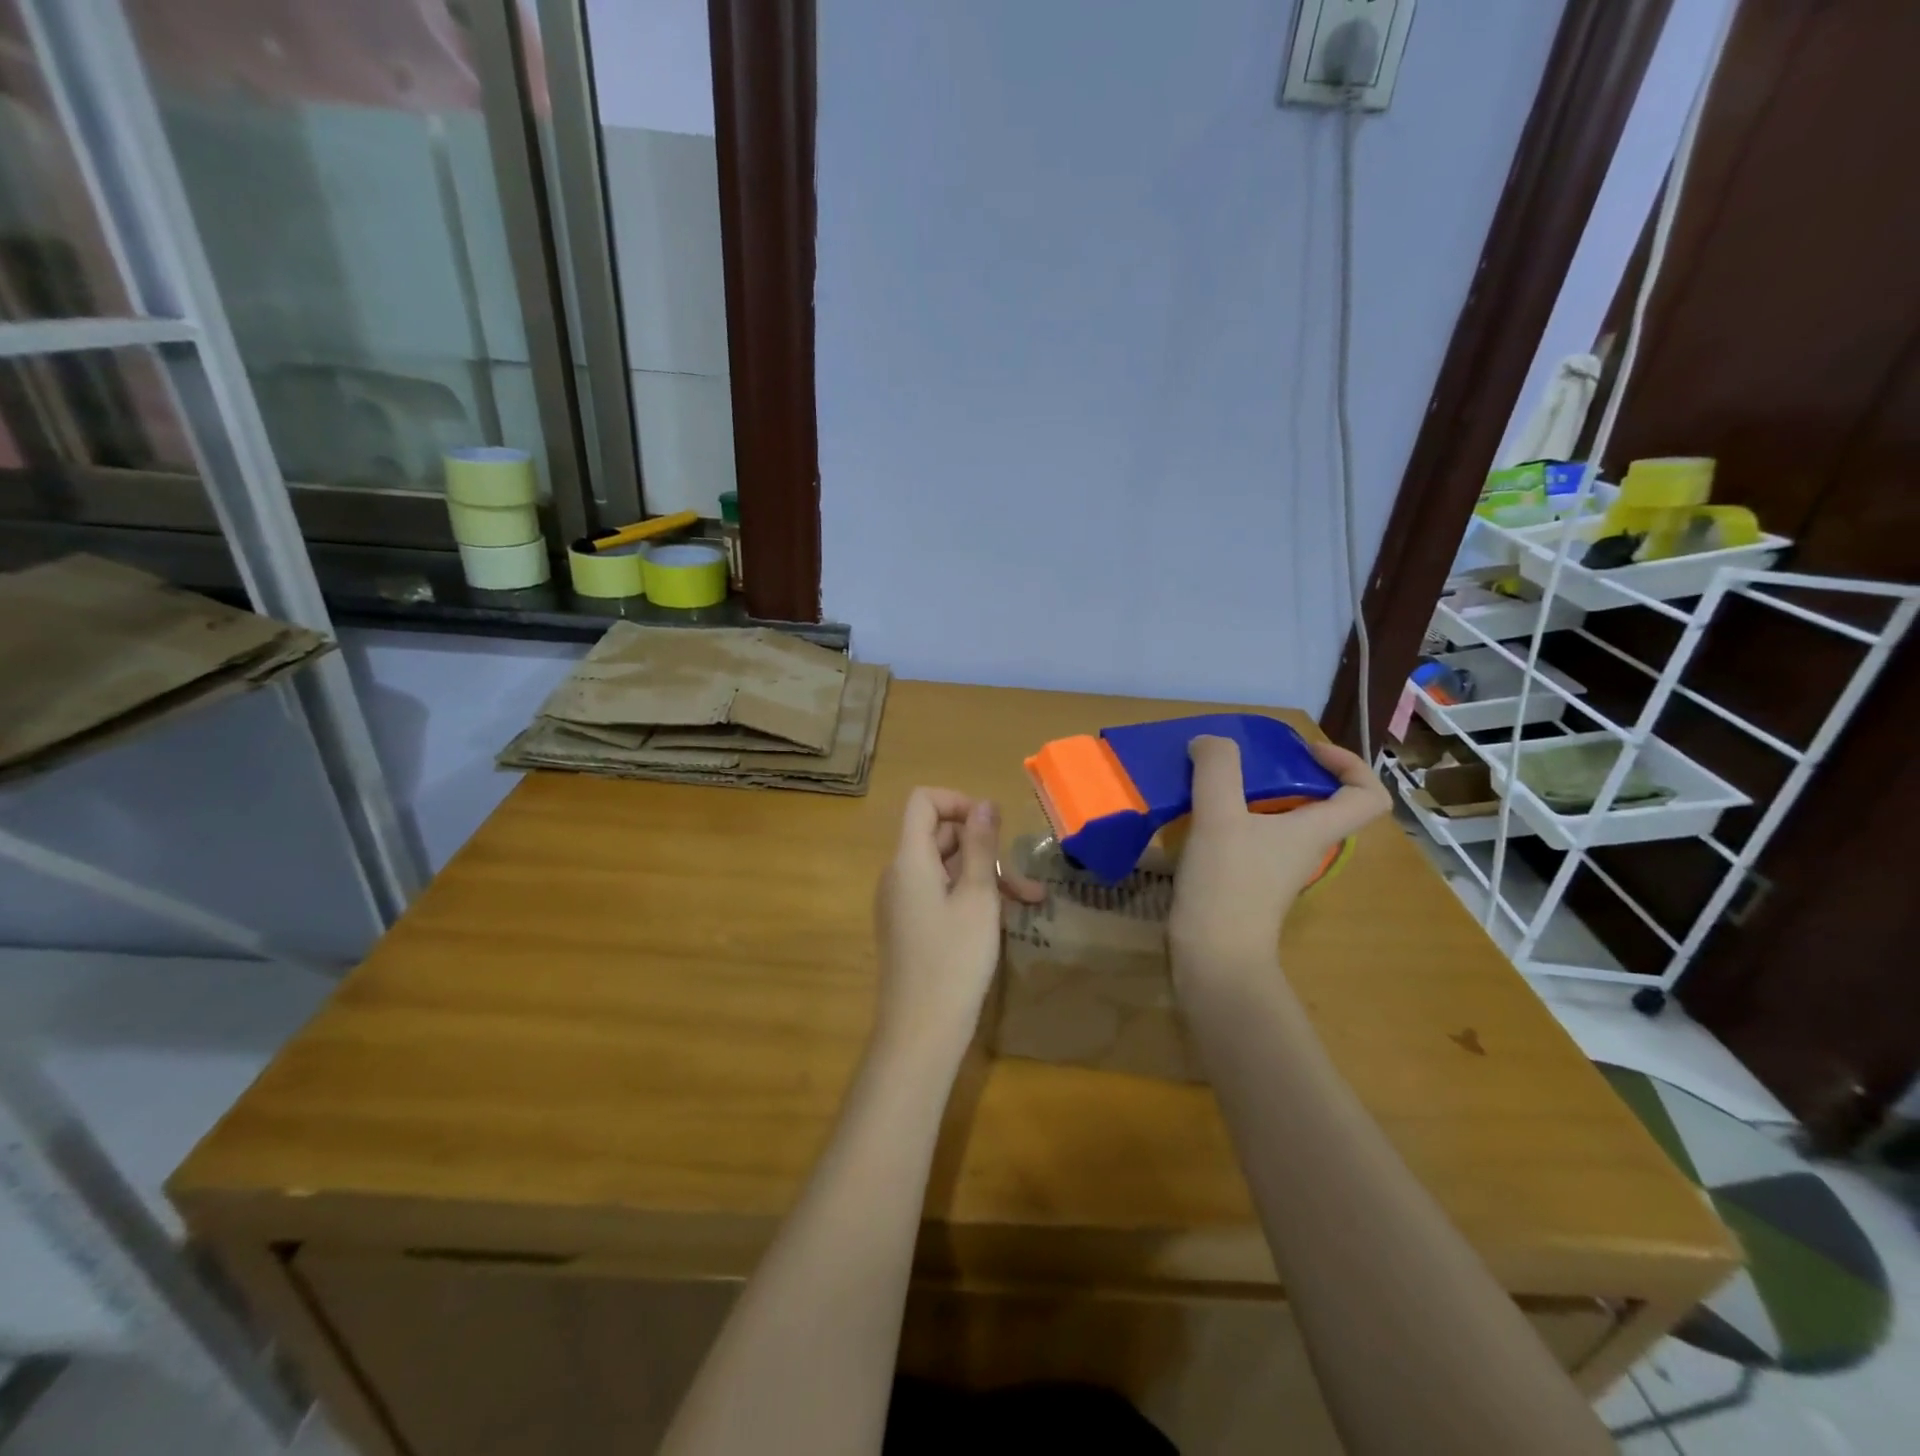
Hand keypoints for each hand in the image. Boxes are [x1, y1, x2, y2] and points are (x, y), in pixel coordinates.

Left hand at [873, 789, 1045, 1056]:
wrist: (920, 1033)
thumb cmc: (954, 960)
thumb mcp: (977, 898)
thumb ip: (980, 847)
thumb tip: (984, 804)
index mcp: (909, 859)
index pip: (923, 802)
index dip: (959, 803)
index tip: (992, 828)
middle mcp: (898, 874)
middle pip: (938, 835)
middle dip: (982, 847)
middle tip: (1022, 876)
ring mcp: (901, 902)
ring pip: (944, 868)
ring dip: (984, 875)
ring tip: (1029, 900)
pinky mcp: (909, 926)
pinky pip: (938, 894)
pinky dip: (969, 896)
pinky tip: (1002, 918)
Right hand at [1168, 735, 1389, 977]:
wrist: (1213, 959)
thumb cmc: (1228, 885)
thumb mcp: (1219, 817)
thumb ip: (1218, 769)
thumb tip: (1210, 741)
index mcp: (1315, 831)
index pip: (1367, 796)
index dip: (1349, 764)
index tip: (1307, 750)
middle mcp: (1303, 849)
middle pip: (1317, 803)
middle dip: (1286, 773)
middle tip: (1245, 760)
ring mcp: (1274, 869)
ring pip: (1278, 820)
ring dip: (1251, 794)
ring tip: (1211, 781)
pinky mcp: (1246, 884)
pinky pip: (1248, 838)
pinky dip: (1229, 820)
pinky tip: (1194, 816)